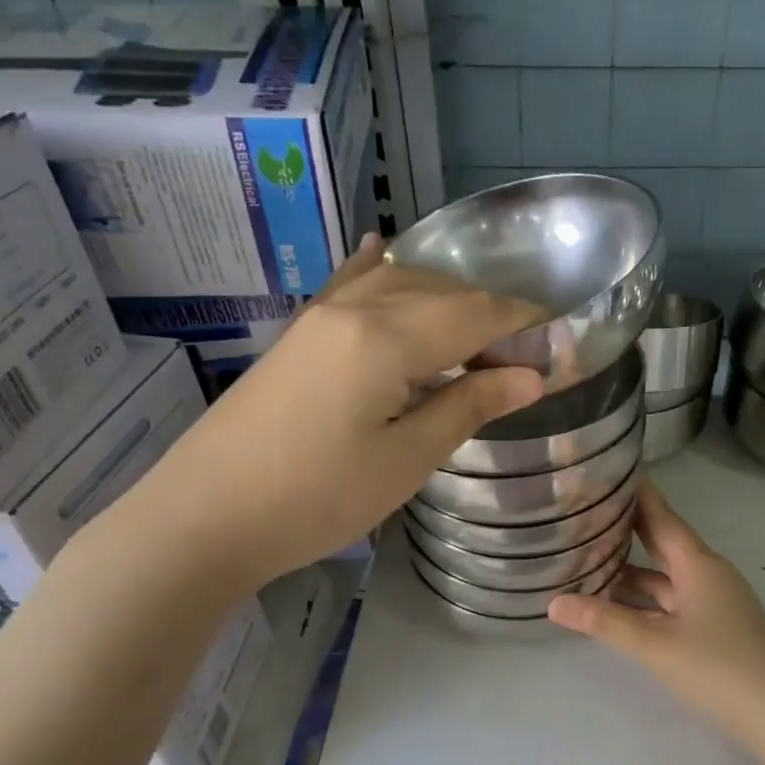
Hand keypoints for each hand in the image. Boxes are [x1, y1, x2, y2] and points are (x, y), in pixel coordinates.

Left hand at [121, 235, 544, 592]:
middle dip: (489, 313)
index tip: (559, 338)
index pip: (474, 313)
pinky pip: (346, 286)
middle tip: (522, 356)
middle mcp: (353, 309)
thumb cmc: (317, 499)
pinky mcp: (297, 337)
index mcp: (386, 337)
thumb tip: (531, 376)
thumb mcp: (406, 460)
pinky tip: (384, 248)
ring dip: (444, 298)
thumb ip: (469, 406)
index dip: (522, 322)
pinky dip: (377, 270)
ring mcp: (318, 318)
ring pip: (396, 284)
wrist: (206, 517)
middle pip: (439, 291)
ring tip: (476, 333)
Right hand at [547, 481, 764, 752]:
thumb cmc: (719, 669)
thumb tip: (553, 603)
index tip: (611, 470)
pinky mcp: (715, 627)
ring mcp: (714, 602)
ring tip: (589, 559)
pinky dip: (644, 600)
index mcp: (698, 565)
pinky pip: (672, 602)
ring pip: (665, 578)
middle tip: (588, 510)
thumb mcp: (655, 645)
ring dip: (631, 571)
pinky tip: (618, 606)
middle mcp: (707, 575)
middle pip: (662, 544)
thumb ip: (604, 622)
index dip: (638, 494)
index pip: (662, 517)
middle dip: (628, 530)